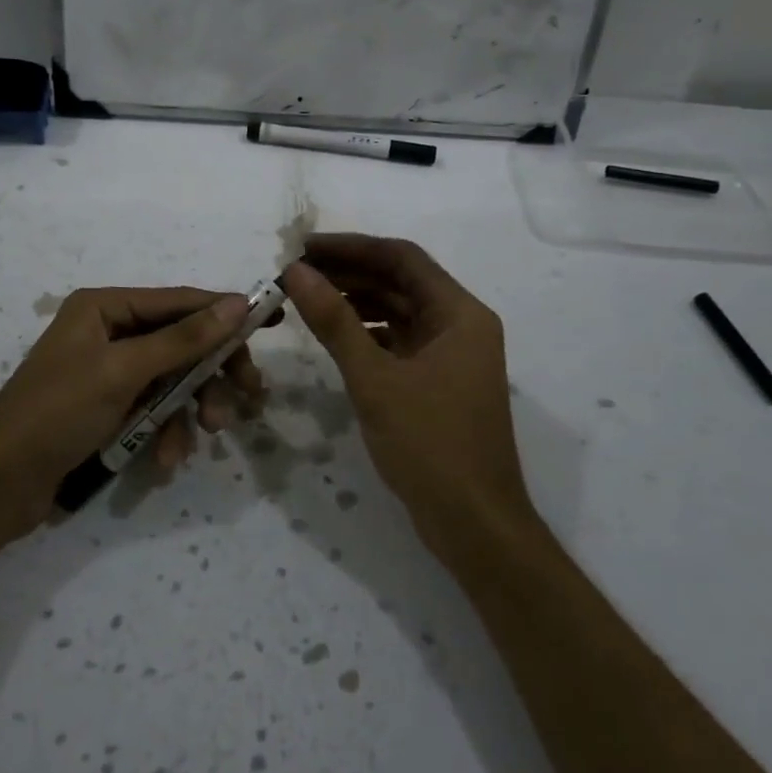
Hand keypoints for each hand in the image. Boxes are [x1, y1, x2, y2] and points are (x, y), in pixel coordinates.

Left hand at [0, 287, 265, 560]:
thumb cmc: (57, 413)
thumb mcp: (124, 372)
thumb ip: (183, 339)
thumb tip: (238, 304)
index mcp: (104, 308)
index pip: (179, 302)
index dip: (226, 312)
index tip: (273, 322)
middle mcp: (108, 333)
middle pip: (181, 343)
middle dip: (211, 373)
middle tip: (248, 398)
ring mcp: (108, 374)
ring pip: (172, 381)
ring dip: (190, 410)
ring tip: (204, 437)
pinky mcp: (108, 410)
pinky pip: (153, 411)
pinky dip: (166, 432)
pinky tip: (167, 460)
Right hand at [282, 234, 529, 550]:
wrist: (475, 525)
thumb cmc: (430, 445)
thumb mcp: (375, 379)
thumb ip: (335, 321)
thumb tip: (297, 272)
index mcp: (460, 314)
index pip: (402, 258)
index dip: (352, 247)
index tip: (304, 247)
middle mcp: (461, 325)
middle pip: (401, 282)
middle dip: (350, 273)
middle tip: (296, 272)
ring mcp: (452, 355)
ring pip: (399, 312)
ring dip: (357, 302)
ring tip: (308, 299)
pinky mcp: (440, 382)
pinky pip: (399, 342)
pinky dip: (367, 333)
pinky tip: (335, 337)